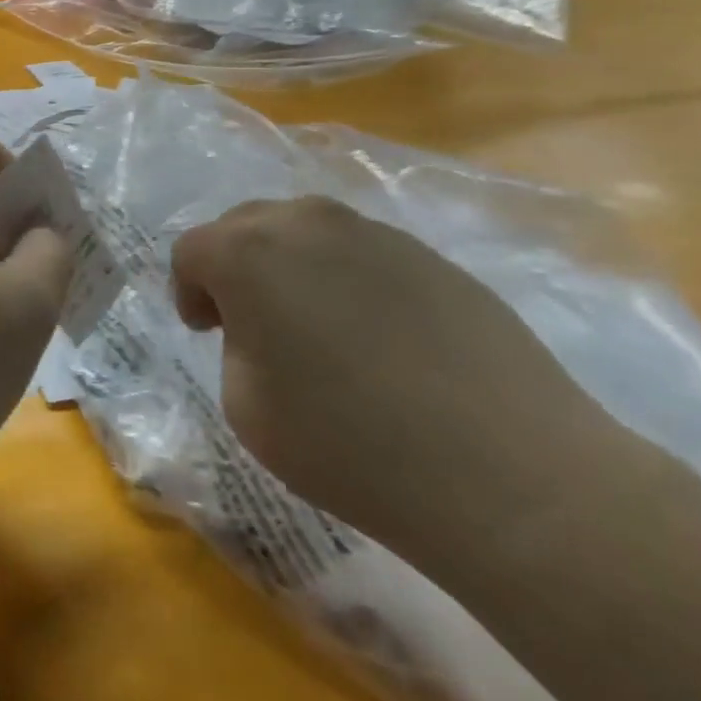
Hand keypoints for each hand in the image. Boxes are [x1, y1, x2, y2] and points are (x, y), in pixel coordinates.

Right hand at [171, 197, 612, 564]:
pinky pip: (363, 254)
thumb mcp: (247, 406)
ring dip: (292, 267)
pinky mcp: (433, 258)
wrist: (511, 477)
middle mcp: (307, 224)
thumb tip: (265, 327)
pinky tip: (376, 339)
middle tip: (250, 322)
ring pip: (307, 232)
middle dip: (235, 266)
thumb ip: (237, 344)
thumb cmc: (351, 445)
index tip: (205, 332)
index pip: (193, 250)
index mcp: (249, 253)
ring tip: (315, 327)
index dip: (189, 290)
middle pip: (246, 225)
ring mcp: (376, 234)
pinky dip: (348, 280)